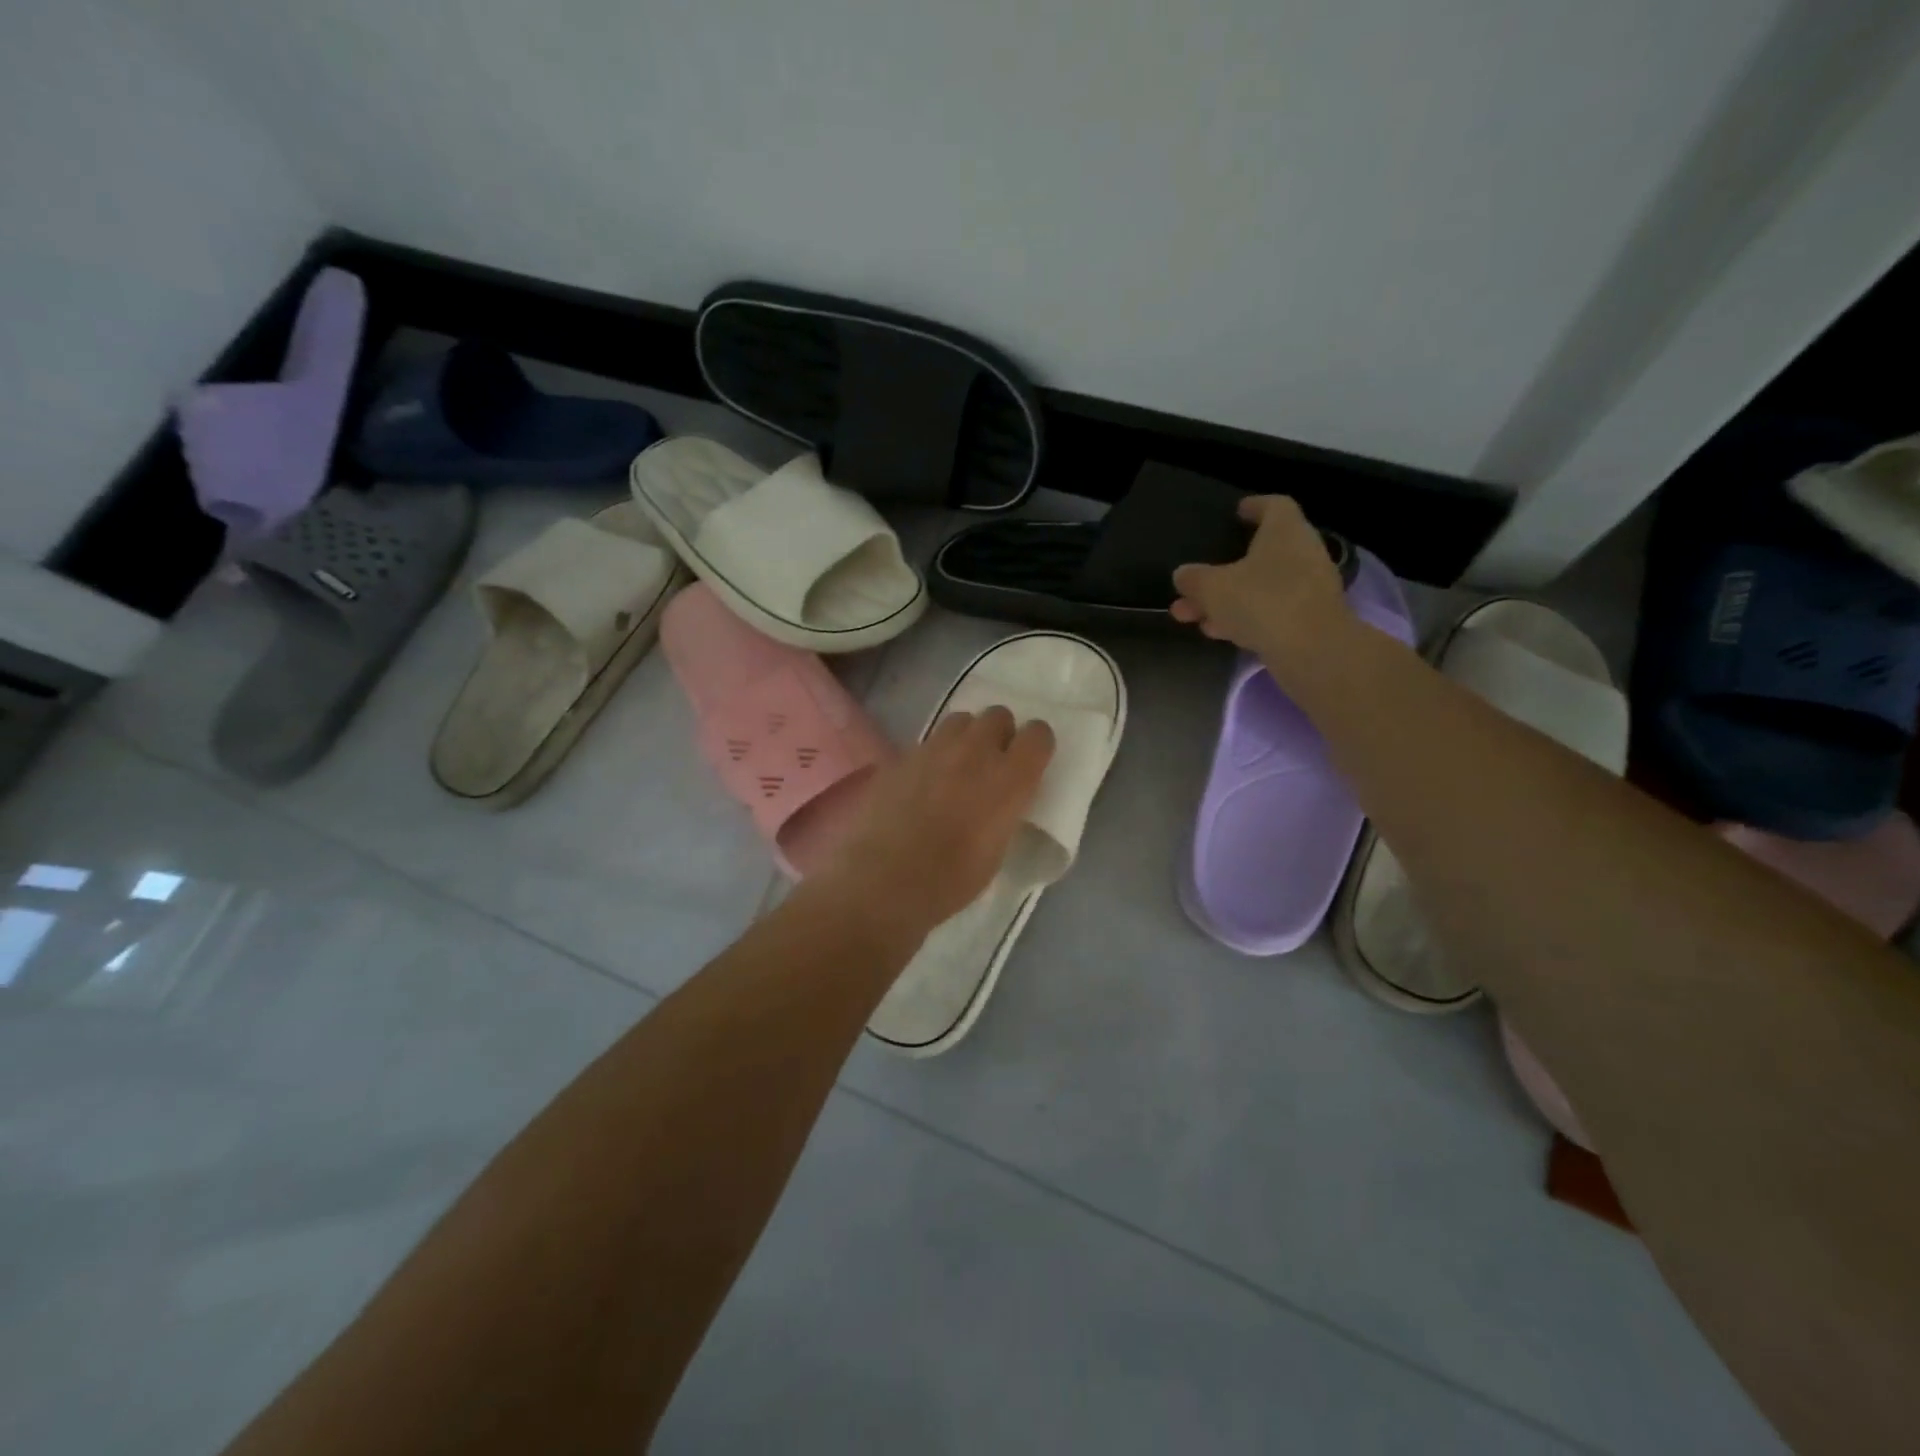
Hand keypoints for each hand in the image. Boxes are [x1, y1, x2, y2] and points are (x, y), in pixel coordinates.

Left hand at [814, 707, 1054, 940]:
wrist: (882, 881)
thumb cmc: (949, 881)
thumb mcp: (997, 852)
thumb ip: (1005, 811)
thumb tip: (1002, 800)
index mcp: (1008, 779)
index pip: (1038, 735)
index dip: (1036, 746)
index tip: (1029, 764)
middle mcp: (975, 753)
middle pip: (998, 715)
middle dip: (1000, 734)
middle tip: (992, 764)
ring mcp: (933, 749)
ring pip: (960, 720)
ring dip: (966, 737)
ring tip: (957, 767)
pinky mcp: (900, 756)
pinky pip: (927, 743)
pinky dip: (932, 756)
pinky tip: (922, 784)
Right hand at [1171, 495, 1354, 672]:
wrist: (1313, 650)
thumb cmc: (1262, 601)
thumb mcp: (1213, 588)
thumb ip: (1194, 579)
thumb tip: (1182, 574)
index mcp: (1285, 531)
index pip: (1274, 505)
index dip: (1255, 506)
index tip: (1237, 513)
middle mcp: (1302, 553)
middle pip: (1260, 554)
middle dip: (1223, 570)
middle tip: (1194, 582)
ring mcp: (1308, 588)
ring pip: (1260, 587)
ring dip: (1226, 600)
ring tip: (1191, 616)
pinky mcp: (1308, 619)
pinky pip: (1270, 611)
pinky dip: (1244, 617)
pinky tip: (1218, 632)